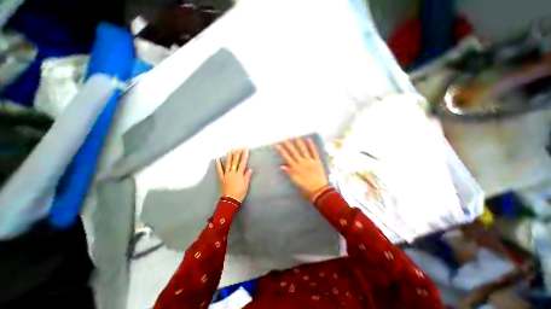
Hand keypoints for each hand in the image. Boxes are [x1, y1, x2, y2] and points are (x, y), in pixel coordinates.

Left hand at [216, 149, 252, 202]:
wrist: (230, 200)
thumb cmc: (239, 193)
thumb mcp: (246, 185)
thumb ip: (247, 176)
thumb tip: (250, 169)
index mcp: (239, 174)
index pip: (242, 163)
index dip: (244, 156)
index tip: (246, 150)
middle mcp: (232, 172)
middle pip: (235, 162)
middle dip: (237, 154)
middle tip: (239, 148)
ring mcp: (226, 174)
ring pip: (227, 164)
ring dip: (229, 156)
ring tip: (229, 151)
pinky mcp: (221, 177)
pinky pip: (219, 170)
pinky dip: (218, 164)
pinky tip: (217, 159)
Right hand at [275, 137, 325, 199]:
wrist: (319, 190)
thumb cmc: (306, 188)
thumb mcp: (295, 181)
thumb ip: (289, 173)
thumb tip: (281, 166)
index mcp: (295, 168)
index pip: (287, 157)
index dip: (282, 151)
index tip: (277, 145)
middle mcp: (301, 162)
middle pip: (294, 152)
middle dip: (288, 144)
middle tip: (285, 137)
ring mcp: (309, 161)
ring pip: (303, 150)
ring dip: (299, 143)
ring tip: (295, 136)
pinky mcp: (317, 161)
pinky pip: (314, 152)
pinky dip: (311, 145)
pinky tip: (309, 139)